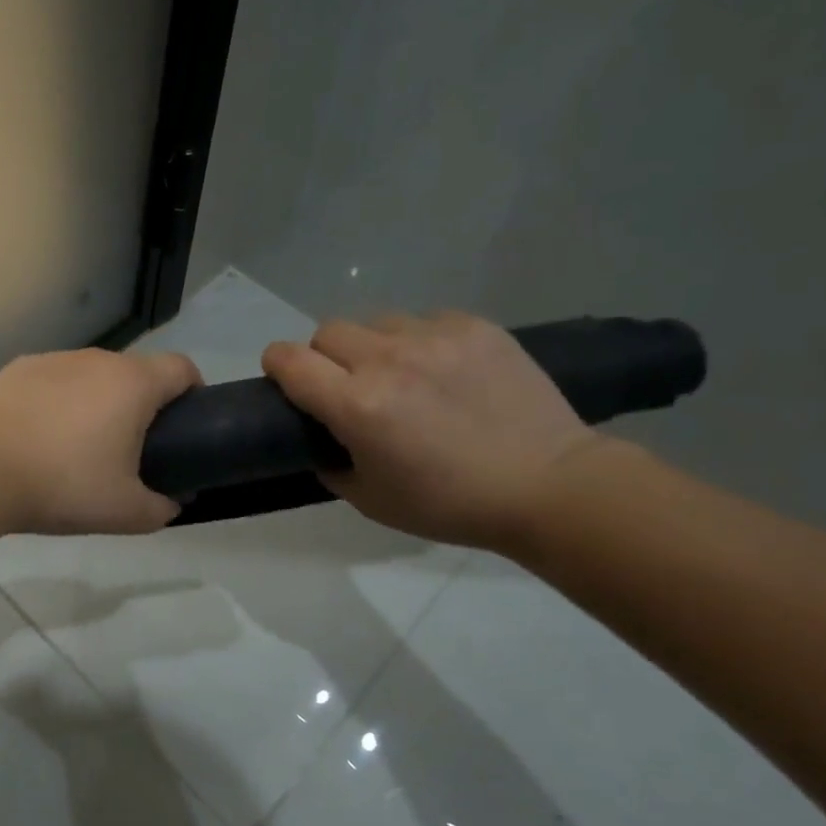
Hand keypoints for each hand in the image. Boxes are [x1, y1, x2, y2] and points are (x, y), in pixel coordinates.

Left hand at [0, 348, 202, 535]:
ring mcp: (55, 359)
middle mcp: (97, 359)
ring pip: (92, 375)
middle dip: (142, 403)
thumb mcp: (125, 512)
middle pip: (135, 372)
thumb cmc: (63, 485)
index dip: (193, 392)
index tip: (185, 425)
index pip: (182, 368)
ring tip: (78, 444)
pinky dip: (58, 400)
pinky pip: (55, 381)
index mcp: (133, 383)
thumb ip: (161, 509)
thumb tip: (172, 503)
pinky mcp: (19, 368)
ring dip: (98, 400)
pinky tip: (38, 435)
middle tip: (131, 448)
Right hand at [261, 312, 606, 549]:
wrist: (548, 485)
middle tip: (348, 386)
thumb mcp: (370, 500)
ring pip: (376, 322)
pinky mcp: (474, 326)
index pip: (289, 359)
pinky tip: (444, 370)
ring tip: (402, 375)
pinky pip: (425, 320)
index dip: (277, 365)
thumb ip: (330, 463)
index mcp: (357, 404)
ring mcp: (434, 337)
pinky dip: (420, 341)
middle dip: (325, 356)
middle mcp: (388, 360)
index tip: (285, 380)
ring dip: (373, 346)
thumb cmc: (450, 504)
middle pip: (327, 331)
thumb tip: (320, 438)